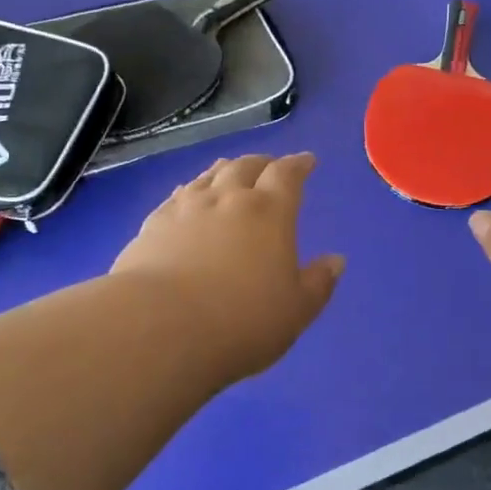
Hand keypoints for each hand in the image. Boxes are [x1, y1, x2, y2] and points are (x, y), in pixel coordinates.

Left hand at [112, 153, 344, 385]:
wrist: (159, 328)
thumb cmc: (241, 322)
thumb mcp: (295, 311)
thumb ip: (318, 283)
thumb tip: (336, 260)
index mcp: (270, 212)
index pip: (287, 175)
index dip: (298, 164)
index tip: (306, 160)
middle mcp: (229, 199)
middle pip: (246, 166)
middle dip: (262, 163)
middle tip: (269, 166)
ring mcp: (187, 208)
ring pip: (210, 176)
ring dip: (225, 169)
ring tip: (230, 170)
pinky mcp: (154, 224)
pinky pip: (178, 195)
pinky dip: (191, 189)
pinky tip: (187, 194)